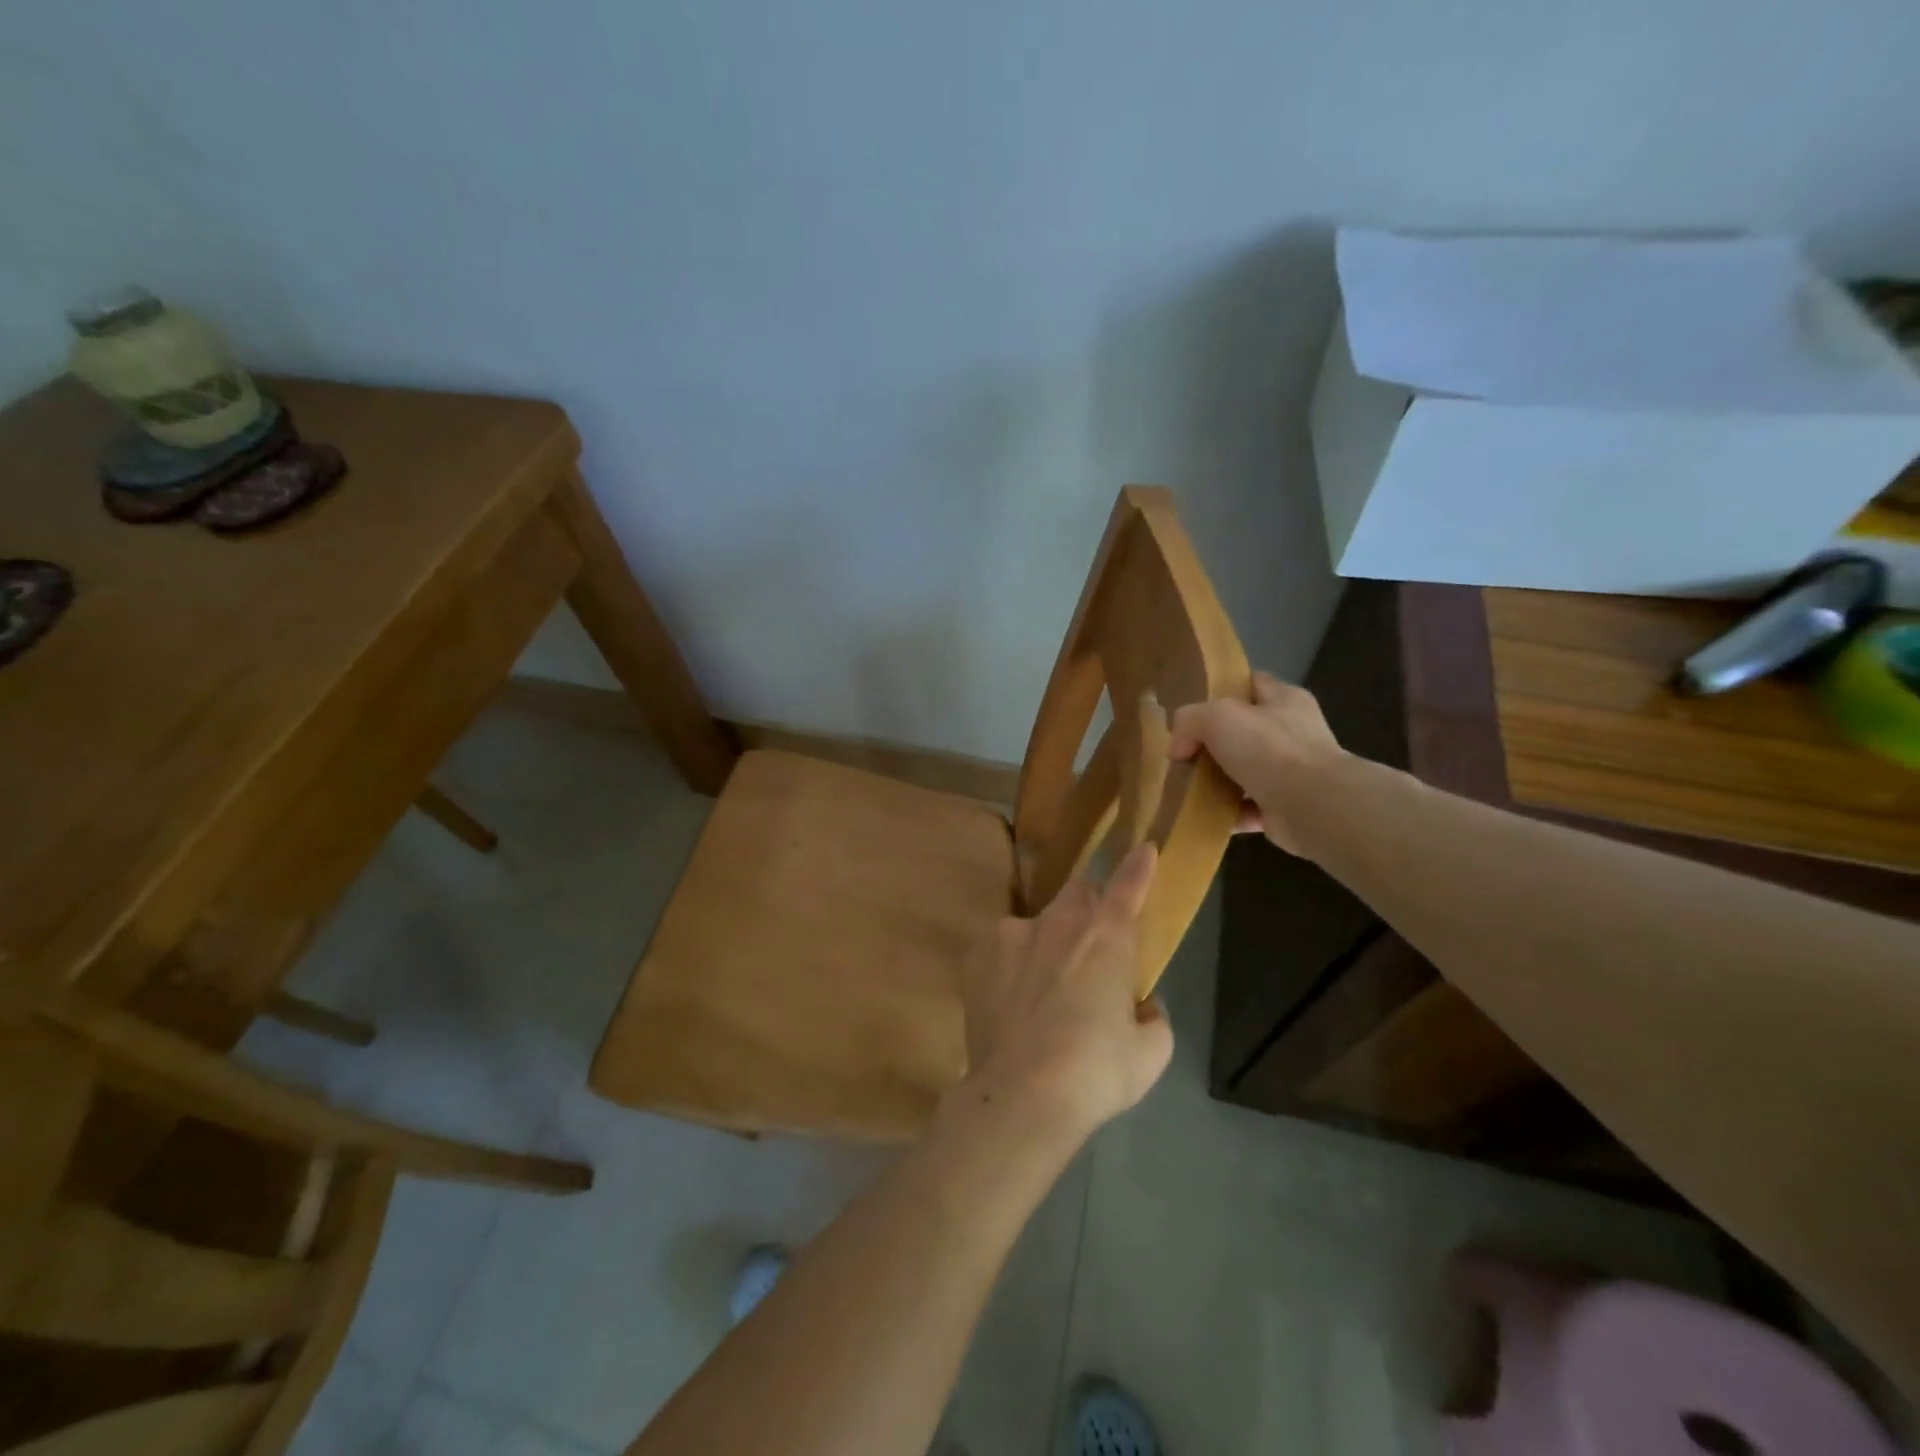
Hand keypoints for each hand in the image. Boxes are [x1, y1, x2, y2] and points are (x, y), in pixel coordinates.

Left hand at [954, 844, 1173, 1139]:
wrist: (1022, 1093)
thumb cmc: (1096, 1071)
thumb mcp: (1149, 1053)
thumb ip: (1152, 1019)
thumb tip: (1142, 1008)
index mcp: (1106, 937)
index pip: (1127, 886)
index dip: (1138, 867)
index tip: (1144, 847)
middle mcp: (1058, 923)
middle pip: (1076, 894)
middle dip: (1086, 909)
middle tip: (1087, 949)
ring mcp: (1011, 935)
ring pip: (1033, 924)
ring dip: (1043, 944)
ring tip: (1040, 992)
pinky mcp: (977, 957)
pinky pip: (999, 952)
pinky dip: (1009, 968)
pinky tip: (1009, 1006)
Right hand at [1166, 671, 1348, 855]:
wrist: (1313, 807)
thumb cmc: (1269, 749)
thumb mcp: (1217, 717)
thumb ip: (1189, 721)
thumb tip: (1178, 749)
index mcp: (1285, 700)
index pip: (1252, 683)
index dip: (1223, 689)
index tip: (1193, 705)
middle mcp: (1293, 732)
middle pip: (1245, 730)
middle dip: (1214, 742)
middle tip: (1183, 753)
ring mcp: (1293, 772)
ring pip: (1245, 771)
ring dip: (1219, 780)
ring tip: (1187, 787)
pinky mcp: (1287, 807)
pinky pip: (1249, 807)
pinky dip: (1228, 812)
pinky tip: (1205, 814)